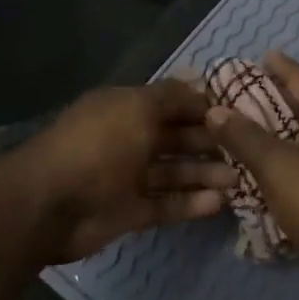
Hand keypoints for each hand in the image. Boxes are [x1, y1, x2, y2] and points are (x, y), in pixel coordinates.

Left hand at [21, 79, 236, 263]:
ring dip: (204, 174)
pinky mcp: (131, 212)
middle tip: (246, 150)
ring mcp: (128, 177)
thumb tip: (202, 87)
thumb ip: (172, 98)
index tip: (238, 113)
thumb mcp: (137, 108)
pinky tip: (219, 203)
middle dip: (208, 142)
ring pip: (174, 173)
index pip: (170, 103)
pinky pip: (167, 205)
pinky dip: (191, 203)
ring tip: (240, 180)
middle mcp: (128, 139)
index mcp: (125, 108)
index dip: (201, 106)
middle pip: (175, 138)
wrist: (52, 203)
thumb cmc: (98, 144)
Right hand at [205, 52, 298, 298]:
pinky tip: (271, 166)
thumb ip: (243, 136)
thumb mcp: (274, 165)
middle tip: (245, 93)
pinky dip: (290, 154)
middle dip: (278, 94)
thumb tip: (215, 109)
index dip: (280, 65)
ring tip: (251, 128)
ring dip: (282, 127)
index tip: (259, 57)